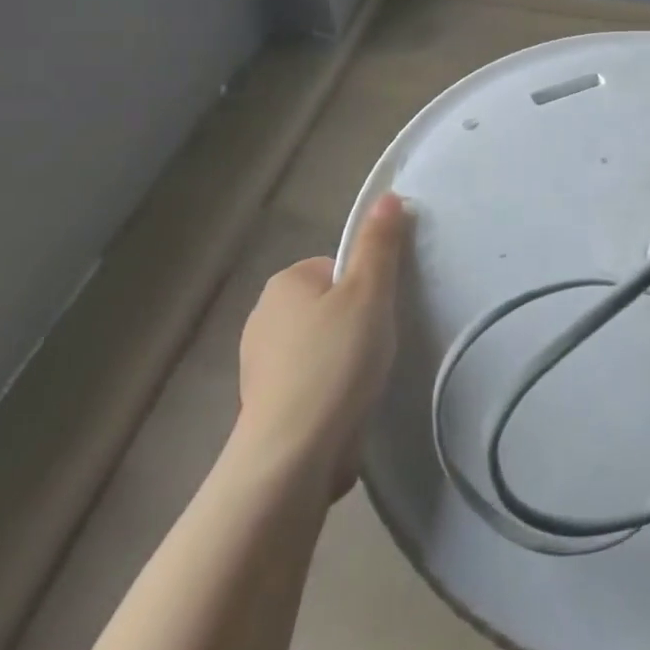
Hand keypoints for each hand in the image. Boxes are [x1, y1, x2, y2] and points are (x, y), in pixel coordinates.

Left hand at [232, 193, 409, 501]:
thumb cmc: (336, 360)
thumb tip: (388, 196)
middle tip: (379, 344)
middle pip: (330, 304)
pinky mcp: (268, 404)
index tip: (382, 313)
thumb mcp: (369, 292)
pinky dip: (330, 387)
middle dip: (356, 322)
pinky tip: (347, 403)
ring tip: (366, 378)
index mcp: (284, 283)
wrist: (294, 453)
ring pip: (321, 344)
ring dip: (344, 357)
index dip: (367, 287)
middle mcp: (263, 317)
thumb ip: (379, 244)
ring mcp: (261, 364)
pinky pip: (311, 379)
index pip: (338, 268)